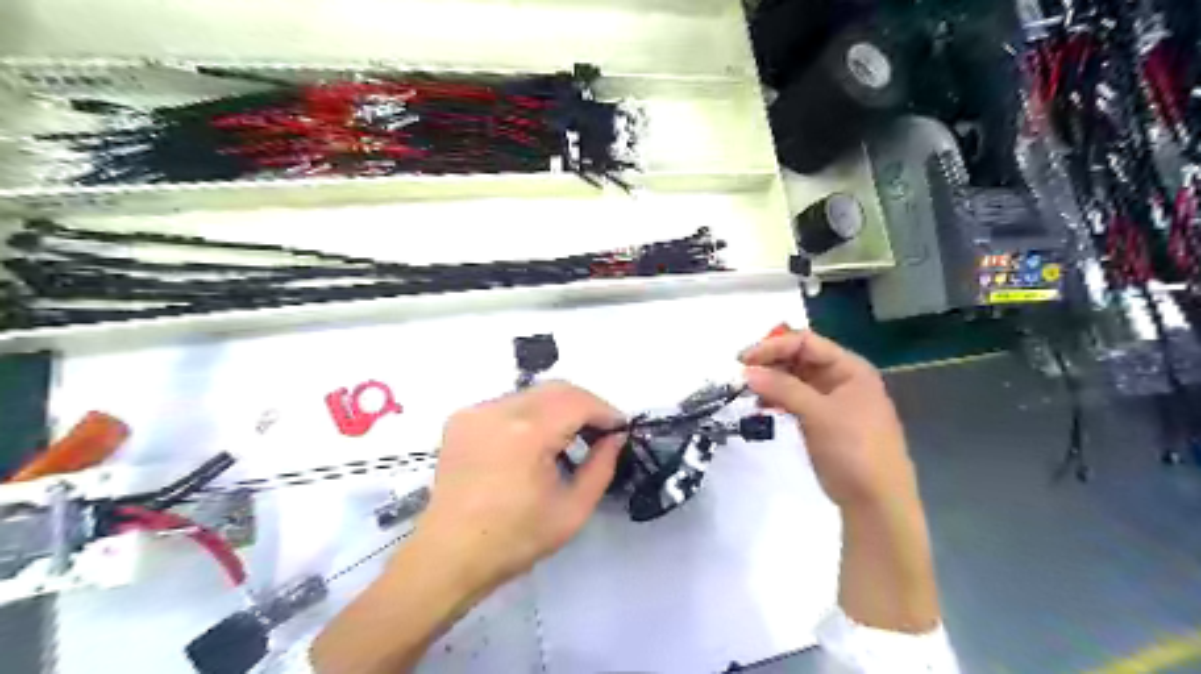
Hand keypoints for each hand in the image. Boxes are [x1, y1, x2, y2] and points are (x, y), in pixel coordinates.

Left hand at [308, 383, 629, 672]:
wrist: (448, 556)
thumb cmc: (514, 539)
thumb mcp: (572, 510)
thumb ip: (602, 467)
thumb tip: (616, 438)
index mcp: (527, 433)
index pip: (578, 402)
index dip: (605, 411)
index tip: (620, 428)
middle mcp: (499, 410)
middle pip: (556, 389)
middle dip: (585, 405)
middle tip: (600, 432)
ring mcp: (476, 411)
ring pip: (533, 393)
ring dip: (558, 408)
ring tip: (569, 439)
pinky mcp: (462, 418)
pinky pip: (509, 403)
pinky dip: (531, 414)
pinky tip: (534, 443)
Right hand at [738, 330, 915, 511]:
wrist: (876, 502)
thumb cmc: (854, 450)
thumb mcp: (818, 414)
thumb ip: (782, 388)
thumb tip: (747, 371)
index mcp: (850, 368)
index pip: (805, 343)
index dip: (773, 346)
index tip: (743, 360)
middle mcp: (841, 378)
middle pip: (799, 358)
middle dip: (770, 363)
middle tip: (741, 374)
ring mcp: (832, 400)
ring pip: (794, 379)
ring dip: (771, 381)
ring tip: (748, 392)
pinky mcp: (822, 420)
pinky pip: (795, 400)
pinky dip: (777, 400)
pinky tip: (762, 408)